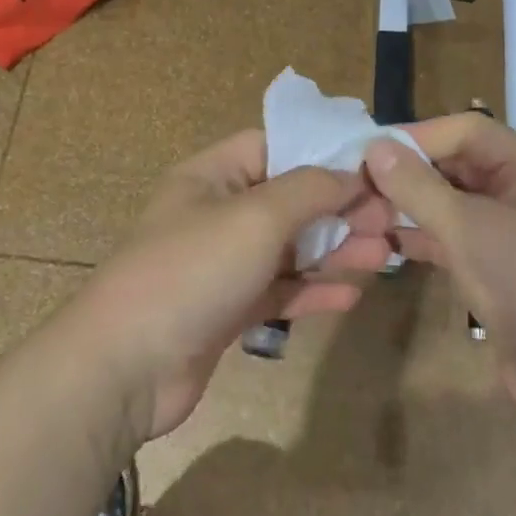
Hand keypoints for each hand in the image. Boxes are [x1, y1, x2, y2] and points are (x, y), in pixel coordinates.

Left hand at [70, 130, 393, 442]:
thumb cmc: (191, 271)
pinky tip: (350, 295)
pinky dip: (313, 289)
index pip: (274, 146)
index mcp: (212, 177)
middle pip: (290, 200)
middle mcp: (218, 214)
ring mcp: (223, 265)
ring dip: (335, 250)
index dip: (323, 152)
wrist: (124, 368)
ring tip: (385, 255)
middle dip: (340, 208)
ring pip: (290, 248)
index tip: (373, 165)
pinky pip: (280, 290)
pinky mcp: (228, 310)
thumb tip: (353, 174)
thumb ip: (310, 190)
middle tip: (391, 219)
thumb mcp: (256, 217)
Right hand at [363, 113, 515, 409]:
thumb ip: (418, 186)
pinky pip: (458, 237)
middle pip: (460, 164)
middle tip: (362, 184)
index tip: (370, 152)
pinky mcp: (501, 267)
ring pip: (455, 203)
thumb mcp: (468, 229)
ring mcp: (513, 231)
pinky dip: (427, 236)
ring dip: (415, 205)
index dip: (419, 136)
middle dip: (412, 172)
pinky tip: (390, 244)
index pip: (467, 130)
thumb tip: (375, 147)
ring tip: (367, 212)